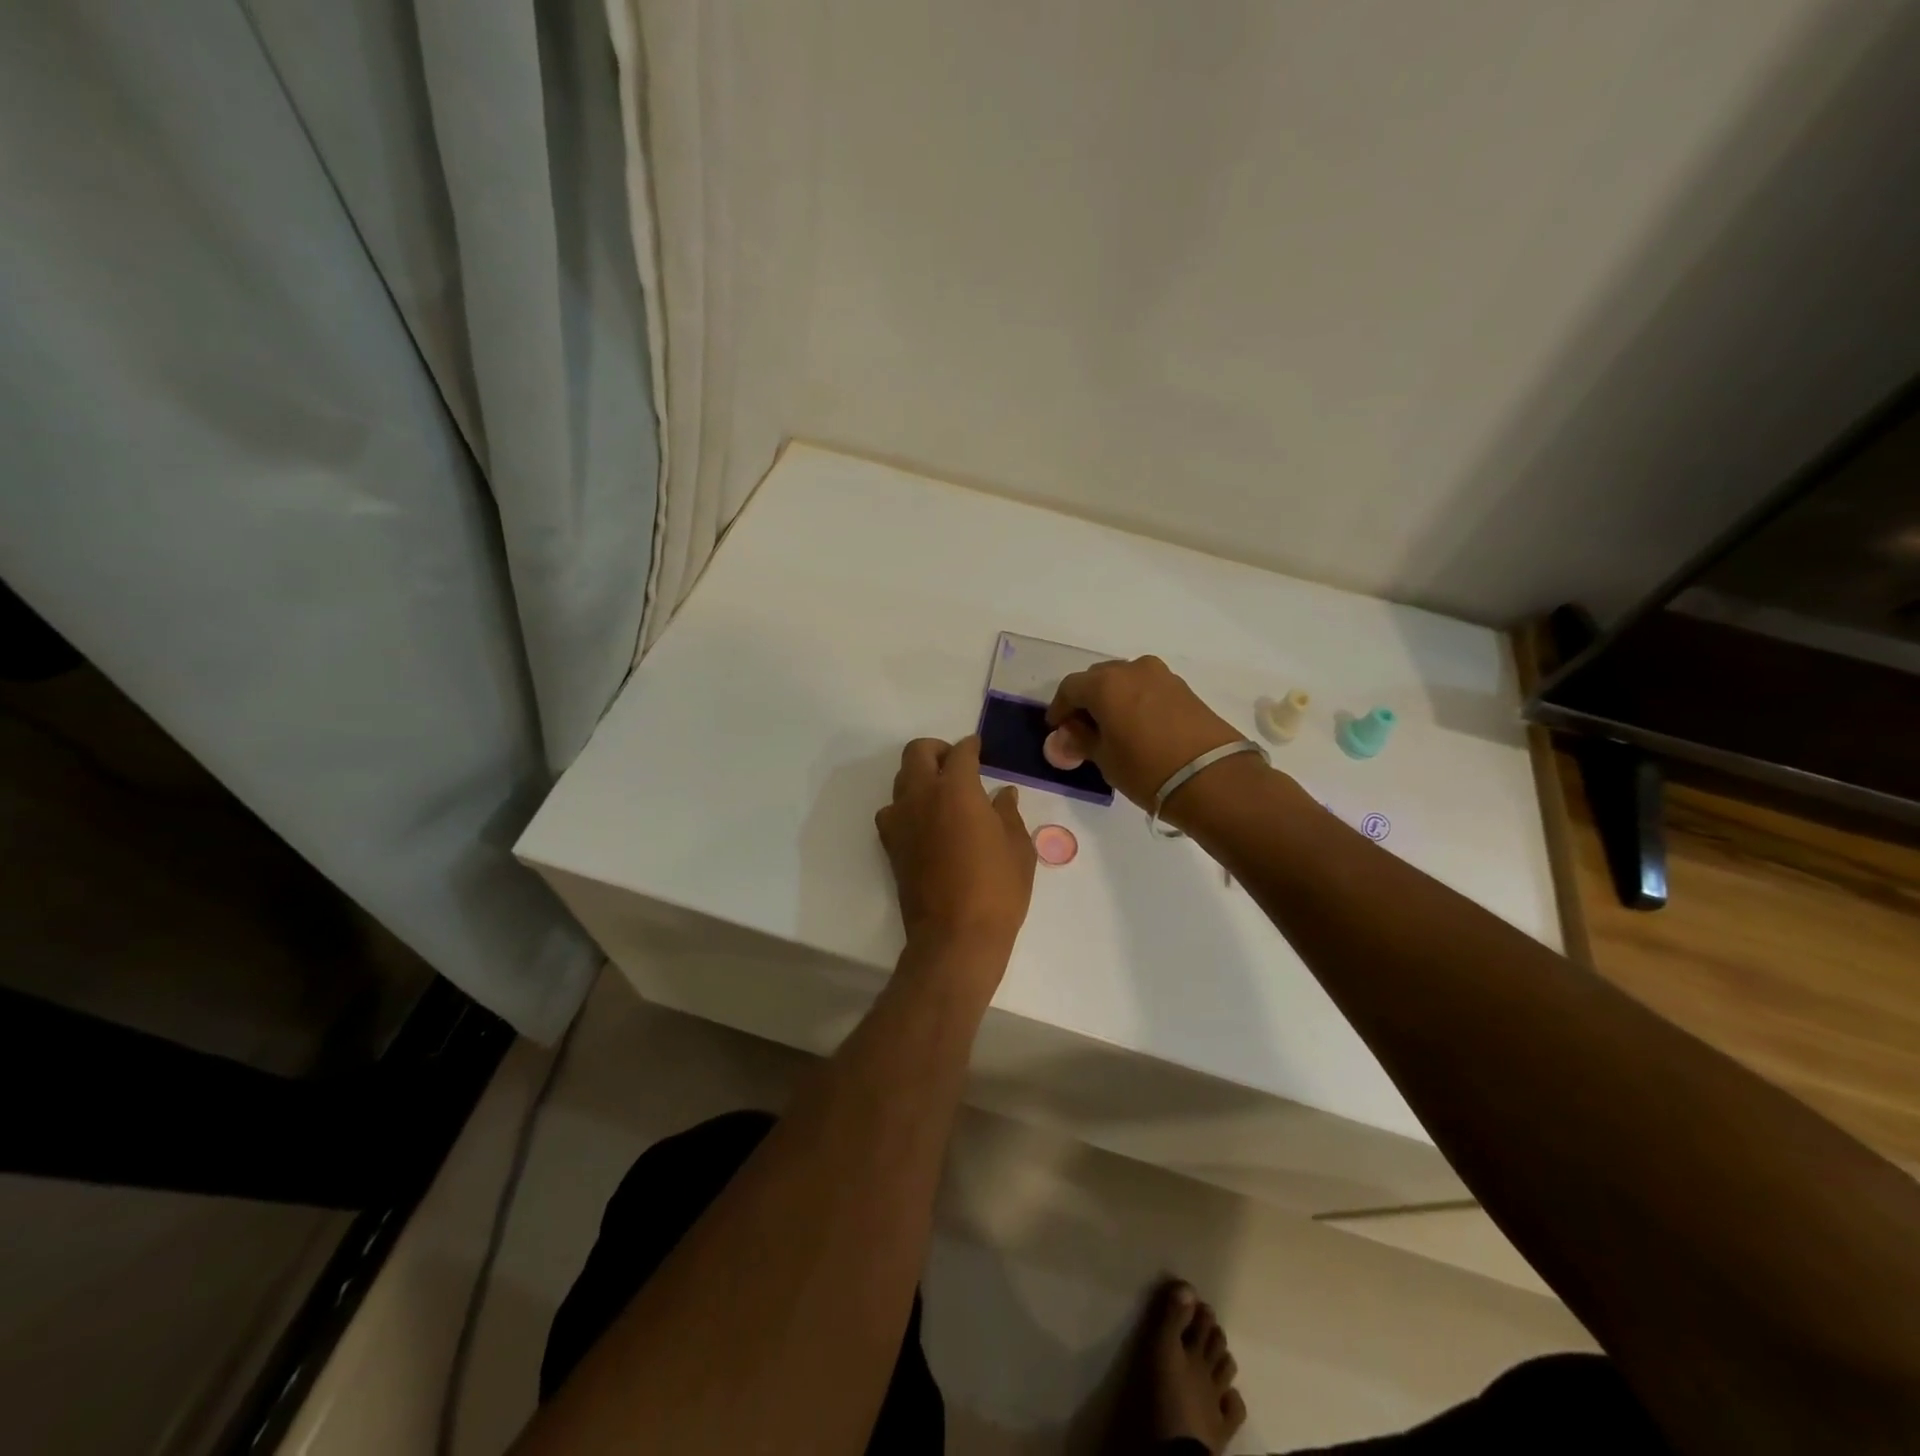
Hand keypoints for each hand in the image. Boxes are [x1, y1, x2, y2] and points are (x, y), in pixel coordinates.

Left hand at [875, 735, 1035, 956]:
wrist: (955, 937)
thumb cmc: (997, 890)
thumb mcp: (1018, 849)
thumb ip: (1008, 814)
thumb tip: (1002, 794)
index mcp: (957, 790)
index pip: (960, 753)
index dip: (971, 746)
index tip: (979, 748)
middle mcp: (922, 796)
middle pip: (918, 753)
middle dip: (937, 750)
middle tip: (957, 764)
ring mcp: (901, 821)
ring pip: (901, 780)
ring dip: (920, 776)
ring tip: (943, 793)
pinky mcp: (891, 845)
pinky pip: (893, 811)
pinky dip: (908, 806)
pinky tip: (927, 821)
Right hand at [1046, 656, 1244, 819]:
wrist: (1212, 778)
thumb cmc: (1147, 769)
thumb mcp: (1105, 759)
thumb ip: (1082, 740)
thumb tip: (1070, 734)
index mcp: (1105, 683)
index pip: (1069, 688)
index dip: (1059, 709)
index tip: (1057, 729)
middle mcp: (1131, 669)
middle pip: (1097, 678)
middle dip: (1086, 700)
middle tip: (1082, 728)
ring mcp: (1161, 676)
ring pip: (1124, 681)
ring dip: (1112, 699)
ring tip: (1111, 728)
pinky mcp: (1183, 688)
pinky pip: (1147, 688)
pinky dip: (1135, 701)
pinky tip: (1136, 726)